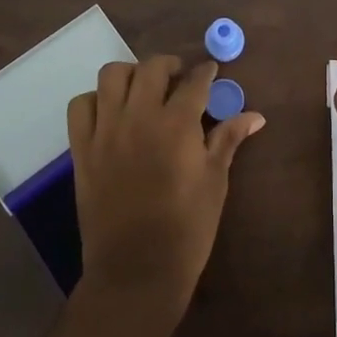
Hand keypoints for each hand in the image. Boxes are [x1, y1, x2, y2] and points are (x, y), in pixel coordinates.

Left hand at [67, 56, 264, 318]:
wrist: (136, 270)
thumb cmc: (187, 228)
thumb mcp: (215, 181)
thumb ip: (228, 139)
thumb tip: (255, 116)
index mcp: (177, 124)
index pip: (194, 81)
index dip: (205, 72)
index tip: (211, 71)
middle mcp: (139, 117)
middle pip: (151, 67)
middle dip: (170, 65)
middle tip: (179, 78)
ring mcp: (105, 131)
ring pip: (111, 75)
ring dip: (131, 74)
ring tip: (143, 90)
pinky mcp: (82, 149)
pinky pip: (80, 106)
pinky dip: (95, 100)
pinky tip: (111, 112)